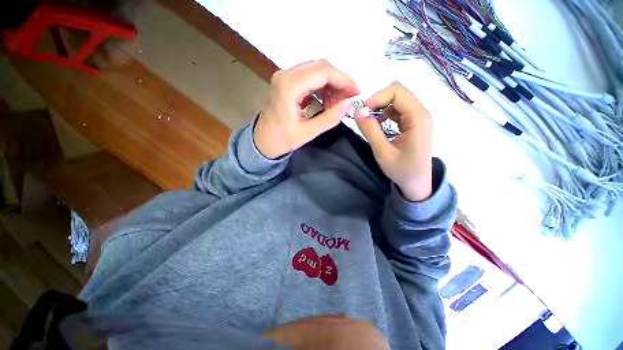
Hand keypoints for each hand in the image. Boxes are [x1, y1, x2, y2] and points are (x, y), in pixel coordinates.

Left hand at [254, 60, 359, 158]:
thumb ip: (329, 118)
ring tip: (337, 103)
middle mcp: (285, 75)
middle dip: (339, 81)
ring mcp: (284, 76)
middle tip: (348, 98)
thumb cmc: (282, 139)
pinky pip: (309, 77)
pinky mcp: (286, 82)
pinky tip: (326, 101)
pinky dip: (321, 86)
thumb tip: (349, 103)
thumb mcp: (307, 133)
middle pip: (321, 67)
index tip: (356, 93)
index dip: (344, 80)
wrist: (262, 141)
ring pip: (316, 70)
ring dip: (331, 84)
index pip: (323, 72)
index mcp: (289, 87)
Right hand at [354, 82, 432, 201]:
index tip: (363, 112)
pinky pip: (398, 110)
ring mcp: (418, 117)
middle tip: (365, 117)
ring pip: (397, 100)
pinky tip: (379, 126)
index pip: (397, 91)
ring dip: (381, 108)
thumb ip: (370, 130)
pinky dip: (385, 114)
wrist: (417, 184)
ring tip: (370, 123)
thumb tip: (357, 111)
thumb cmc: (402, 170)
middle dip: (378, 101)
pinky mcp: (414, 123)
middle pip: (398, 92)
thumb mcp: (383, 152)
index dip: (377, 97)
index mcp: (418, 118)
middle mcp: (421, 112)